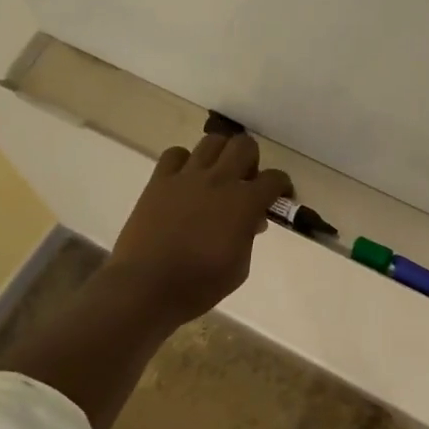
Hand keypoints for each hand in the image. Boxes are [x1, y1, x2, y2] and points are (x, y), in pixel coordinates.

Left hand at [106, 132, 292, 325]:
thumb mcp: (239, 268)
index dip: (281, 186)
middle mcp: (219, 180)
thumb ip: (248, 236)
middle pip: (244, 146)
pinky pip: (175, 154)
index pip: (274, 179)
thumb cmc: (199, 285)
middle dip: (251, 160)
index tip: (279, 196)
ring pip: (212, 141)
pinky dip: (184, 161)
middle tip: (245, 181)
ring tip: (216, 175)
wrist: (146, 287)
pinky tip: (184, 179)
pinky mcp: (159, 181)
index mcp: (245, 203)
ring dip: (221, 154)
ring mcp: (187, 177)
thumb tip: (251, 220)